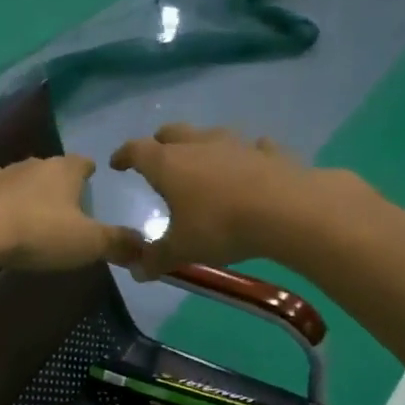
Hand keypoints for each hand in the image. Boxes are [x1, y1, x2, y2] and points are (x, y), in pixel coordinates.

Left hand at [0, 155, 142, 271]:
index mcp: (62, 170)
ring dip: (17, 187)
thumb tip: (146, 249)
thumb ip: (119, 244)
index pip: (82, 162)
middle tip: (61, 199)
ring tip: (23, 205)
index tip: (92, 176)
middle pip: (46, 167)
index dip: (88, 170)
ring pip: (11, 176)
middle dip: (53, 179)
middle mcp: (30, 165)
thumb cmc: (41, 232)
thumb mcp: (89, 243)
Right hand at [111, 124, 368, 278]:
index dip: (124, 155)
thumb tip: (136, 271)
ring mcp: (237, 144)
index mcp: (168, 164)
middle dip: (160, 143)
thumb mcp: (182, 249)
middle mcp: (199, 145)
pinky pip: (254, 147)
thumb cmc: (220, 226)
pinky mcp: (270, 153)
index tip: (117, 163)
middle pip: (172, 133)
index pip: (136, 150)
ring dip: (202, 145)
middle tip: (156, 156)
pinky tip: (251, 162)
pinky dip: (247, 154)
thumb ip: (157, 258)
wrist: (287, 211)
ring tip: (202, 160)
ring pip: (211, 135)